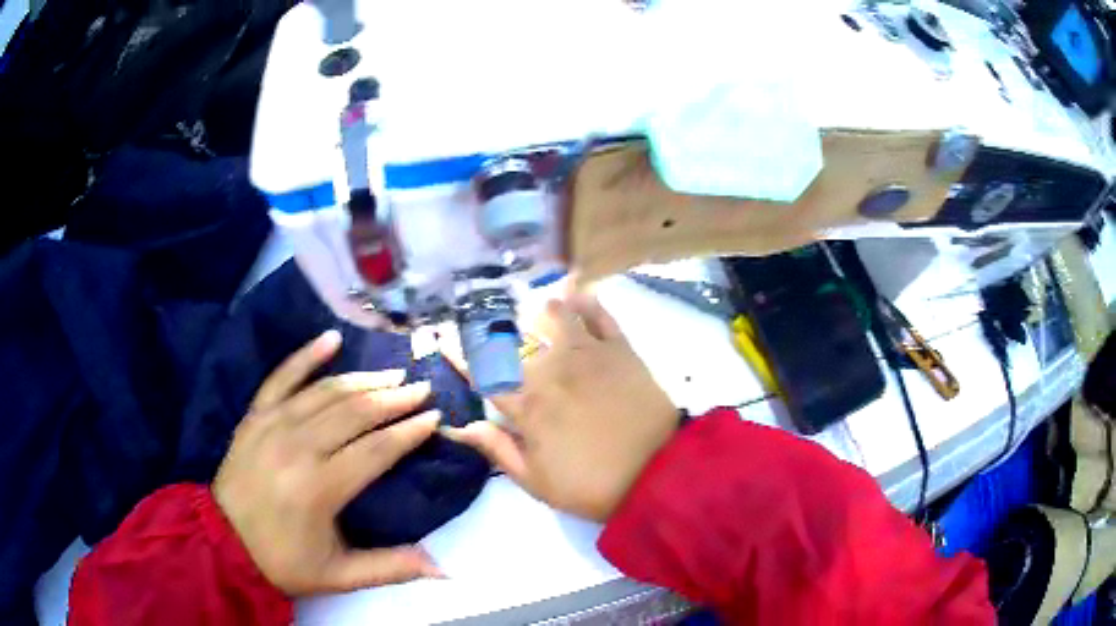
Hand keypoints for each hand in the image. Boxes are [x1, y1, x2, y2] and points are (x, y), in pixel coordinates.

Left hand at [213, 330, 444, 595]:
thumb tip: (445, 570)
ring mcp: (272, 425)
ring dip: (363, 379)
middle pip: (354, 413)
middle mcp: (297, 448)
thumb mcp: (340, 576)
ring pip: (325, 392)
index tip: (434, 417)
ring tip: (392, 374)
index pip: (376, 450)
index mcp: (320, 488)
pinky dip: (306, 355)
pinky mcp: (254, 415)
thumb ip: (391, 568)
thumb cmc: (283, 561)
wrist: (222, 542)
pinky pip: (281, 377)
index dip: (408, 432)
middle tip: (421, 389)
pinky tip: (331, 338)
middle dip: (393, 398)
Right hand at [440, 294, 677, 521]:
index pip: (483, 374)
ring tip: (537, 300)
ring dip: (542, 307)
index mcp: (528, 407)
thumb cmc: (592, 485)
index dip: (459, 354)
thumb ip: (498, 450)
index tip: (442, 335)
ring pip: (556, 317)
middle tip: (483, 312)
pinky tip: (579, 293)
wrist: (657, 476)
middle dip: (491, 325)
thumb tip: (461, 426)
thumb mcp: (537, 482)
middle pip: (513, 340)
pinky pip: (601, 316)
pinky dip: (588, 301)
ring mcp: (588, 356)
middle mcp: (551, 372)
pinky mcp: (621, 351)